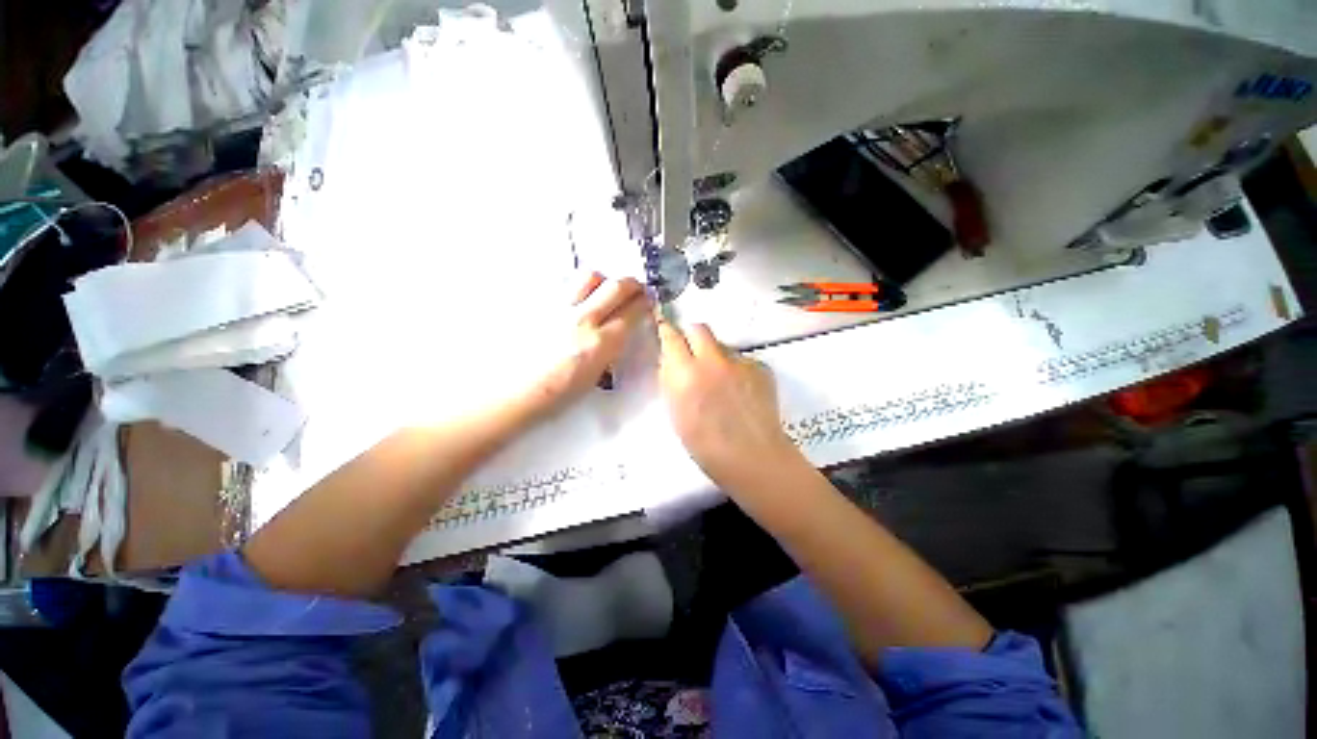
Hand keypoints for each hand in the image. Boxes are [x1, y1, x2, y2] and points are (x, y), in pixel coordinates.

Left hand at [522, 272, 646, 416]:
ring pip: (588, 276)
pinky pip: (564, 286)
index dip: (644, 303)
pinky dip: (576, 289)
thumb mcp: (594, 377)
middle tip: (635, 288)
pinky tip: (575, 301)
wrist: (513, 392)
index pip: (631, 312)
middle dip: (631, 284)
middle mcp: (583, 319)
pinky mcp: (540, 305)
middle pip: (615, 286)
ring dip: (602, 280)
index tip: (648, 301)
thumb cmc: (556, 395)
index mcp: (600, 343)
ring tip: (602, 290)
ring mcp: (559, 308)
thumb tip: (617, 333)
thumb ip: (609, 350)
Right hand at [656, 320, 801, 488]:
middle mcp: (712, 360)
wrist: (752, 456)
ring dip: (716, 356)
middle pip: (699, 328)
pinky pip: (742, 360)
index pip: (672, 337)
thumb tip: (672, 360)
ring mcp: (740, 362)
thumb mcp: (676, 412)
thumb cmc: (705, 445)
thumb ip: (672, 380)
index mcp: (686, 374)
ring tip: (722, 383)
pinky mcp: (760, 366)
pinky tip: (741, 392)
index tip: (666, 332)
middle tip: (693, 354)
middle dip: (693, 337)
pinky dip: (737, 370)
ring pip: (722, 346)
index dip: (668, 332)